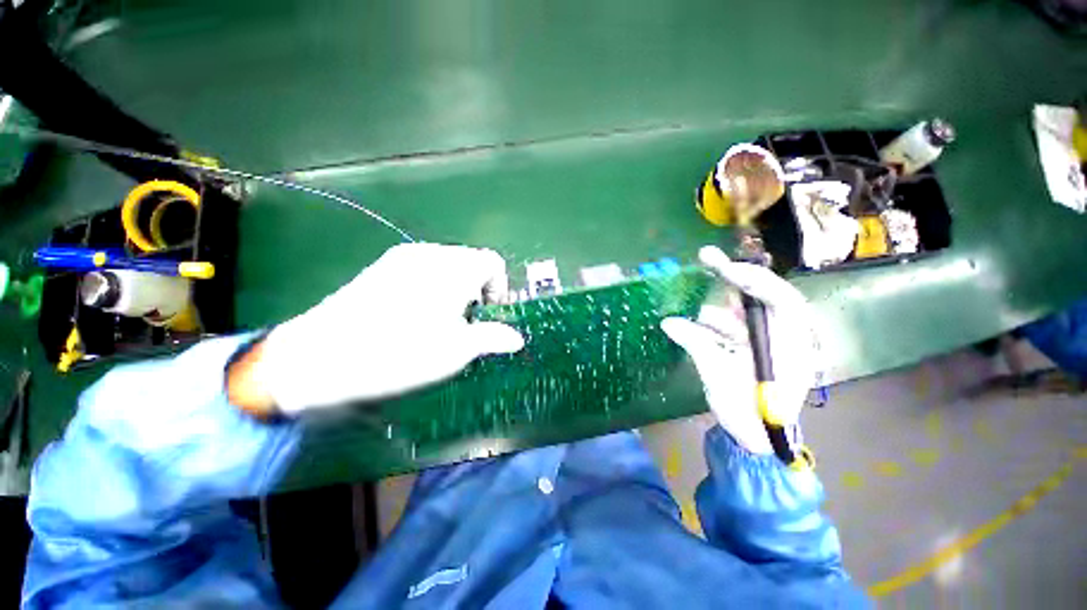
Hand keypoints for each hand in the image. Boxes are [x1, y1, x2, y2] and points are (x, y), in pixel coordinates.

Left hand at [232, 243, 524, 414]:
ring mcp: (402, 257)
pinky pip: (423, 268)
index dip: (500, 288)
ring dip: (456, 288)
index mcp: (453, 269)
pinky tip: (415, 313)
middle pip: (471, 261)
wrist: (319, 358)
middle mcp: (430, 253)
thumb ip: (492, 338)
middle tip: (466, 322)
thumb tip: (517, 339)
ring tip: (441, 319)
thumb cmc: (400, 354)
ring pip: (447, 265)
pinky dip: (433, 286)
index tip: (489, 315)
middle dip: (478, 290)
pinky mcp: (382, 267)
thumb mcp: (456, 351)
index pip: (492, 263)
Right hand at [661, 246, 817, 453]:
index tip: (725, 268)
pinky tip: (683, 326)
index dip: (754, 279)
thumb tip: (668, 322)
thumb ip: (698, 346)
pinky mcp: (739, 344)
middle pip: (756, 295)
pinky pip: (720, 326)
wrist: (755, 436)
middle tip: (705, 255)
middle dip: (730, 276)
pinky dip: (702, 325)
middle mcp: (778, 332)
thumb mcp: (725, 379)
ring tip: (699, 320)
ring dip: (713, 310)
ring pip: (734, 311)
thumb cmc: (752, 412)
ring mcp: (757, 337)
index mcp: (791, 340)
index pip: (780, 299)